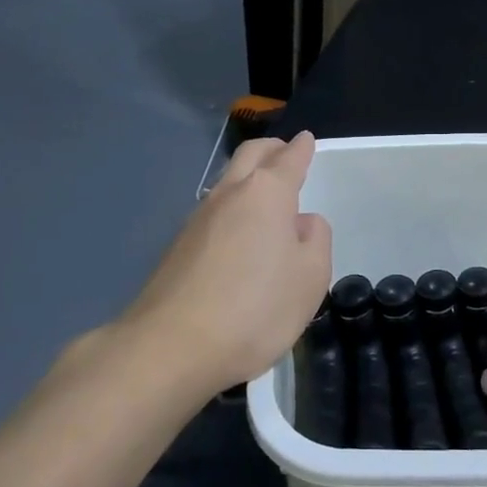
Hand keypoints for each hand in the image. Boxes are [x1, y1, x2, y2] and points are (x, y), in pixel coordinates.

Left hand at [123, 132, 332, 397]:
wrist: (171, 347)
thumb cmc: (255, 309)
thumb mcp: (310, 278)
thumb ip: (315, 240)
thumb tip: (301, 222)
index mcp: (266, 193)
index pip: (289, 159)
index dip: (302, 148)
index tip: (307, 139)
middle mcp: (229, 194)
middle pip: (250, 155)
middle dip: (272, 149)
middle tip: (287, 152)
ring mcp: (198, 219)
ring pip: (228, 181)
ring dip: (249, 177)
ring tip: (267, 193)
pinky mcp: (178, 247)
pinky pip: (214, 211)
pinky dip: (233, 207)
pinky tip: (240, 232)